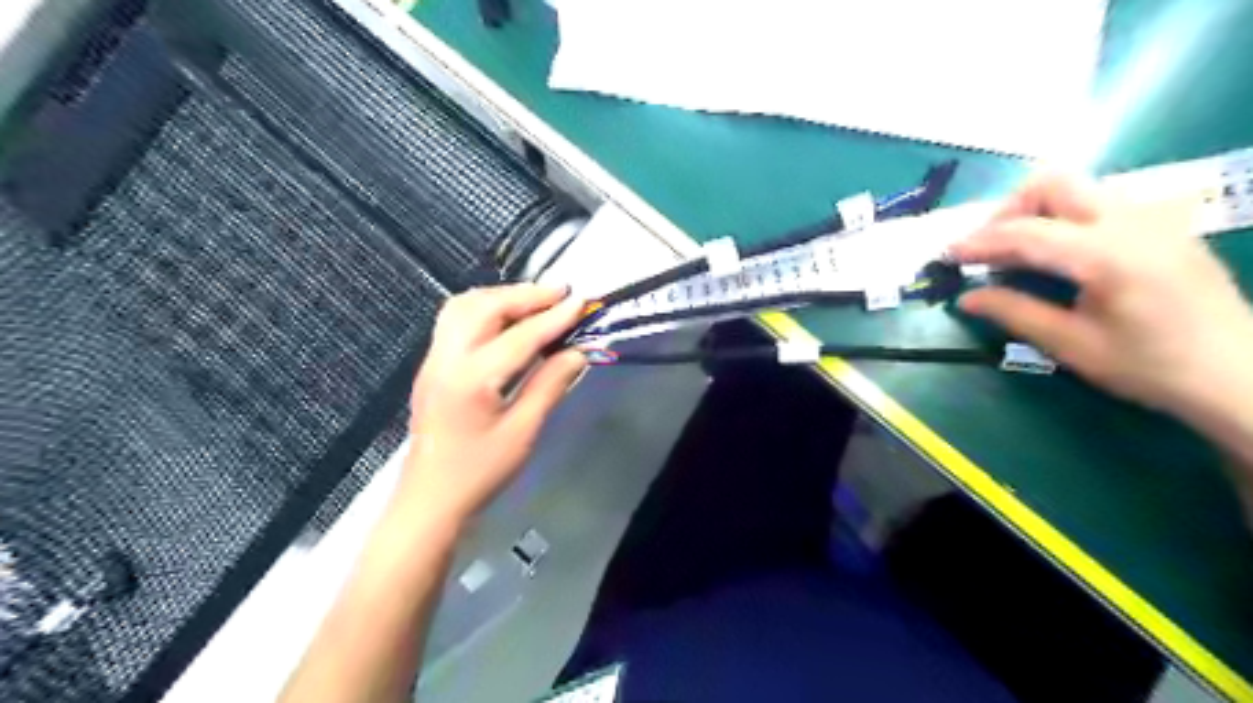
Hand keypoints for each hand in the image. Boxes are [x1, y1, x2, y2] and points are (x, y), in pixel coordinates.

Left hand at [405, 282, 592, 521]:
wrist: (430, 498)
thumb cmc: (480, 472)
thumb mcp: (523, 432)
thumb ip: (550, 385)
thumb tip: (577, 352)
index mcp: (472, 379)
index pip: (520, 336)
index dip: (555, 317)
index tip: (582, 301)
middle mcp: (447, 358)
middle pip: (485, 307)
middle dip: (526, 295)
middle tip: (561, 293)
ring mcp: (434, 358)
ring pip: (464, 306)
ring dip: (502, 296)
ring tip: (536, 301)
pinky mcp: (431, 364)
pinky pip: (455, 319)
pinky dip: (485, 307)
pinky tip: (506, 318)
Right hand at [950, 174, 1251, 420]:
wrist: (1239, 373)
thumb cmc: (1150, 366)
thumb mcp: (1071, 345)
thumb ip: (1014, 312)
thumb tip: (966, 297)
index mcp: (1108, 254)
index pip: (1025, 231)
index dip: (978, 241)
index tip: (947, 255)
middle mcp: (1132, 221)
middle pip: (1053, 183)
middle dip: (1008, 210)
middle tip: (987, 247)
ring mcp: (1153, 217)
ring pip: (1077, 188)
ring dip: (1035, 211)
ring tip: (1015, 252)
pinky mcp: (1163, 224)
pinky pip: (1099, 202)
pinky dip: (1063, 218)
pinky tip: (1057, 255)